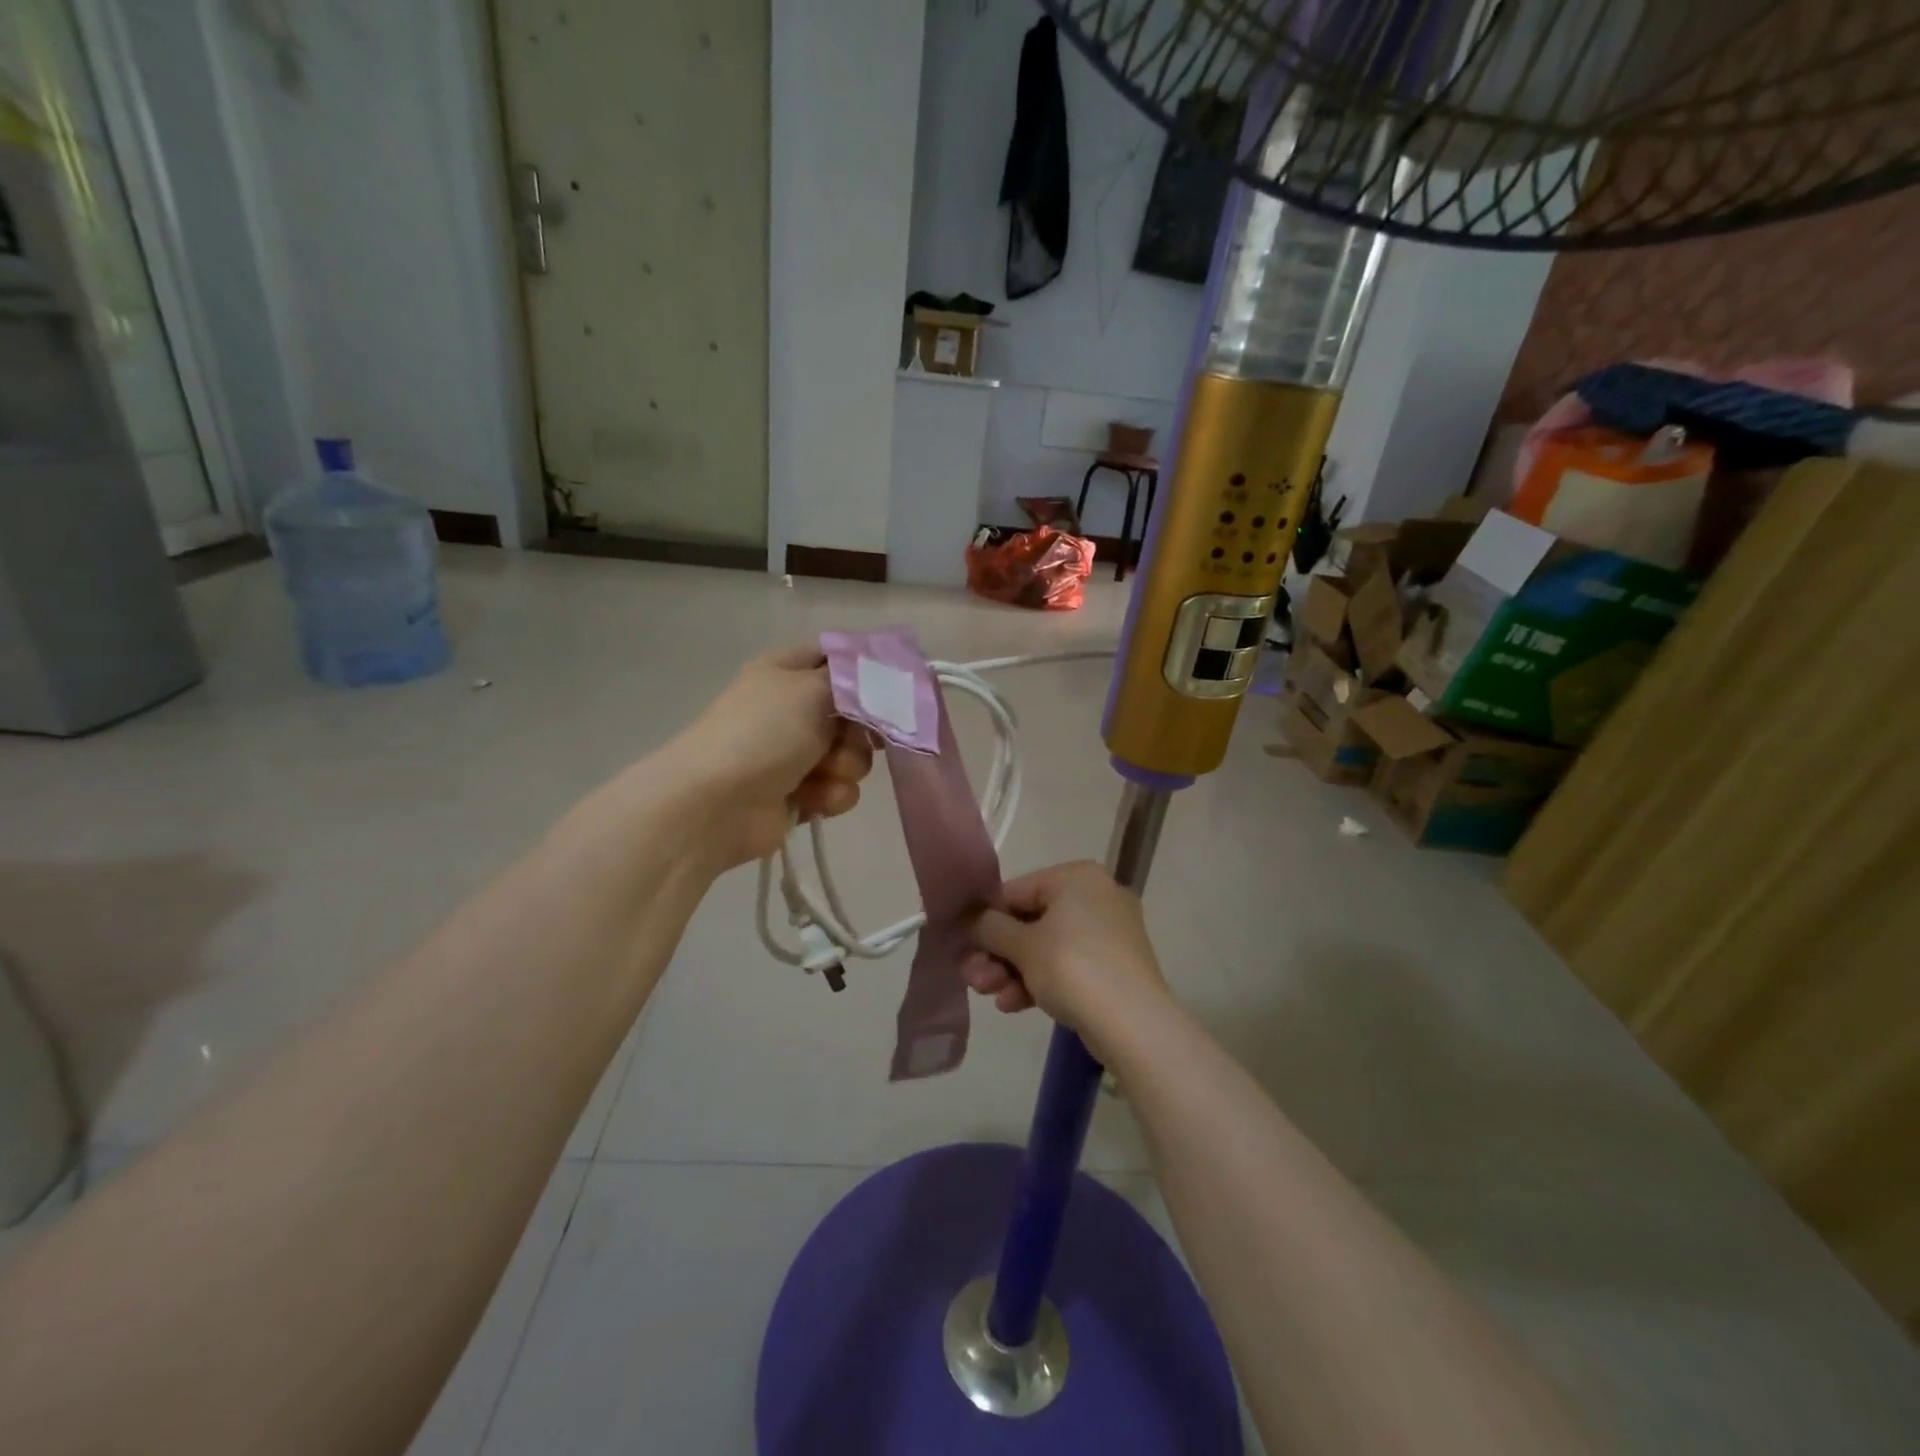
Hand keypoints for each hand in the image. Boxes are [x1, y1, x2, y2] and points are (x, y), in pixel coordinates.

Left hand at [665, 645, 874, 867]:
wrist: (717, 804)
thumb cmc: (764, 733)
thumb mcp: (811, 688)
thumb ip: (852, 678)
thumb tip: (877, 672)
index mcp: (787, 671)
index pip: (835, 656)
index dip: (865, 668)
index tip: (892, 684)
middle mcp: (793, 709)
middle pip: (855, 712)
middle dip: (860, 730)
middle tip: (846, 736)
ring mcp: (797, 753)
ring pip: (853, 755)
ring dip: (845, 766)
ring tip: (822, 773)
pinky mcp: (802, 793)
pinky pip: (840, 789)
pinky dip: (831, 794)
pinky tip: (812, 799)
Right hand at [963, 861, 1170, 1051]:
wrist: (1133, 1024)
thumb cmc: (1073, 968)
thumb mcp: (1023, 945)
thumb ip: (990, 927)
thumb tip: (971, 919)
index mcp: (1078, 877)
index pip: (1018, 889)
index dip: (987, 918)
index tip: (963, 944)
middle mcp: (1097, 895)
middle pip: (1032, 920)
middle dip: (998, 952)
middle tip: (973, 978)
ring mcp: (1109, 932)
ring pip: (1047, 946)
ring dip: (1013, 970)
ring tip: (988, 995)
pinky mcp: (1114, 966)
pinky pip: (1068, 964)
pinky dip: (1040, 980)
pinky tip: (1013, 1005)